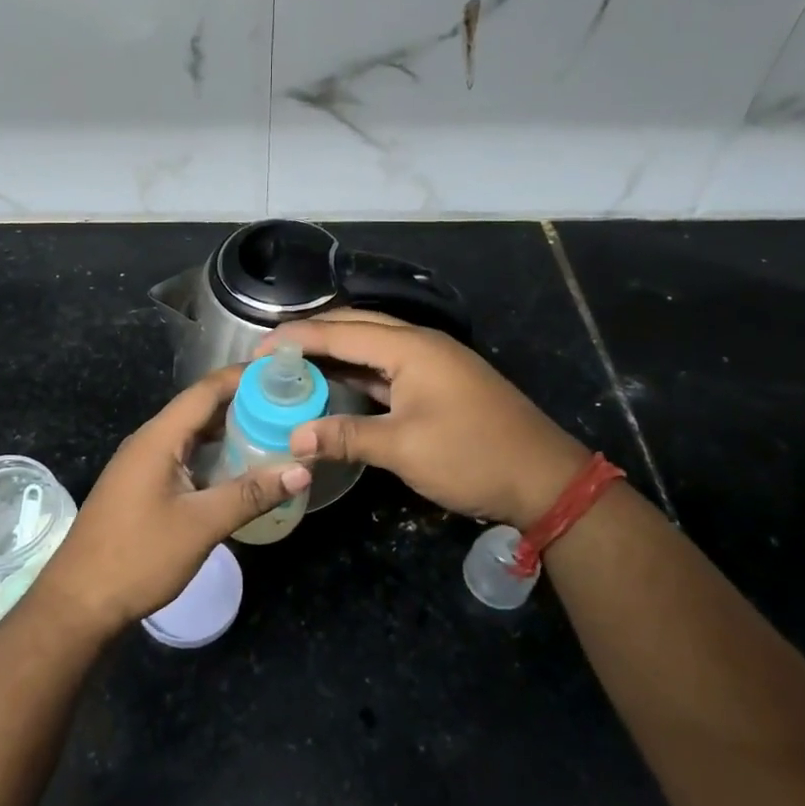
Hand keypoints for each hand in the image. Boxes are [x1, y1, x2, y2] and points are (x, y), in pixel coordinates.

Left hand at [27, 366, 311, 641]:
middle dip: (243, 403)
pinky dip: (213, 456)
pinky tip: (239, 471)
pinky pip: (184, 458)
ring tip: (273, 432)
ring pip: (192, 436)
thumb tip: (302, 469)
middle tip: (288, 405)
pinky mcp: (142, 487)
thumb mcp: (201, 525)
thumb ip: (251, 494)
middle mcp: (149, 441)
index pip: (206, 390)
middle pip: (200, 409)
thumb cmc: (139, 557)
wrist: (79, 602)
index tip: (283, 373)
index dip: (243, 377)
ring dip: (229, 431)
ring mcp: (142, 465)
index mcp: (159, 438)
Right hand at [263, 310, 590, 528]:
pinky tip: (336, 383)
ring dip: (336, 351)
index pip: (342, 331)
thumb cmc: (471, 456)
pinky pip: (388, 367)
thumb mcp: (403, 448)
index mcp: (411, 347)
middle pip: (357, 326)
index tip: (259, 348)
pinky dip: (358, 371)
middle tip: (273, 352)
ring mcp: (433, 363)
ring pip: (373, 345)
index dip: (298, 337)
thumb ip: (345, 437)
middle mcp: (421, 344)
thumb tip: (294, 439)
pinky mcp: (439, 384)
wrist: (545, 479)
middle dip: (314, 334)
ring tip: (295, 363)